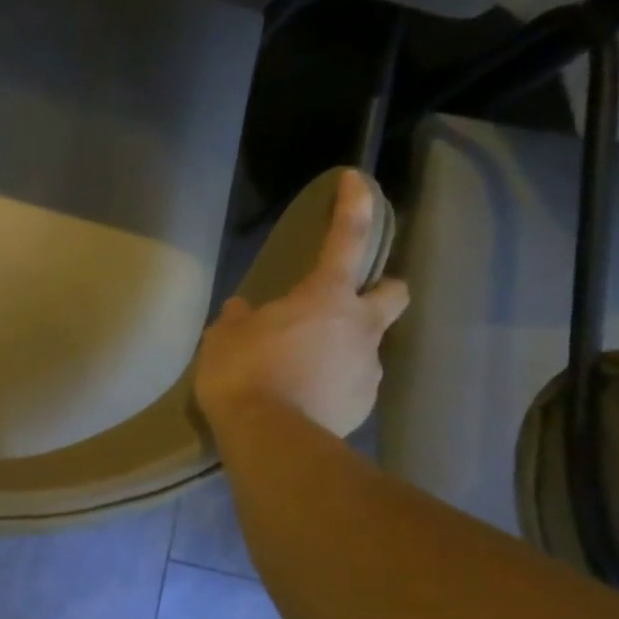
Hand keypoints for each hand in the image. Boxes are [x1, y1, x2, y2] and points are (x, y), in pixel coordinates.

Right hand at [194, 170, 409, 438]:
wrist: (271, 439)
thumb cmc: (244, 374)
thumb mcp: (224, 339)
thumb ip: (239, 319)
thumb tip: (244, 310)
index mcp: (323, 298)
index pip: (346, 239)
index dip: (354, 205)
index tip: (357, 179)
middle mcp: (358, 326)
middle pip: (394, 291)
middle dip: (381, 288)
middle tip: (348, 302)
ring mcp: (367, 368)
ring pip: (367, 344)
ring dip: (344, 347)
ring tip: (303, 369)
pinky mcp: (363, 404)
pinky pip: (352, 383)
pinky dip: (334, 384)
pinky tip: (305, 399)